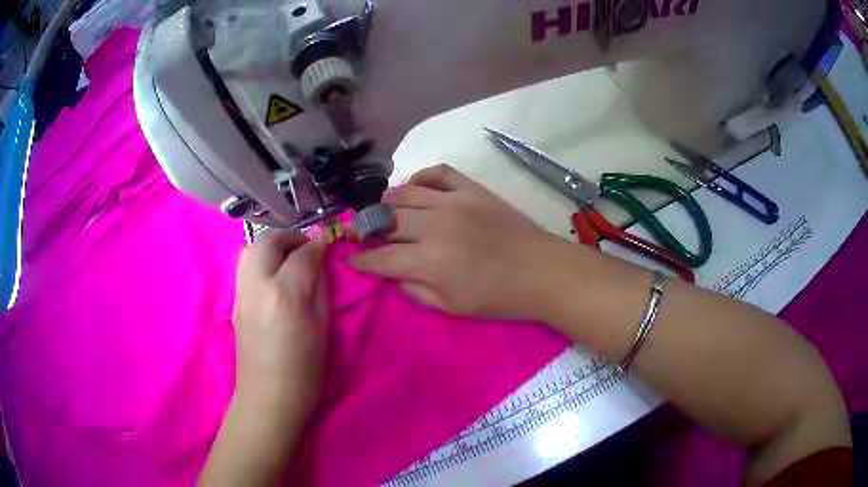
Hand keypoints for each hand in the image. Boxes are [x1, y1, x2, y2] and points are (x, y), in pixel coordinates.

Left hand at [233, 231, 328, 413]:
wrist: (268, 396)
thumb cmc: (304, 369)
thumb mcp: (322, 327)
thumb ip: (320, 288)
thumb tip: (320, 263)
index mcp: (284, 294)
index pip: (302, 254)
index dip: (317, 245)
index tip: (327, 242)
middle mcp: (257, 286)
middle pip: (268, 242)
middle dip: (289, 237)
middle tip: (306, 248)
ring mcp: (241, 293)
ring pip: (251, 250)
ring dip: (272, 246)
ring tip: (288, 259)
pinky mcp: (235, 302)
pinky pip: (245, 267)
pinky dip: (261, 260)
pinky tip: (274, 276)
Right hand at [350, 164, 574, 320]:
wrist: (541, 271)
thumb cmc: (498, 298)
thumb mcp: (452, 308)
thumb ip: (415, 291)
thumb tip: (393, 275)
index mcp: (428, 262)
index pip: (380, 258)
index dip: (361, 260)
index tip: (350, 259)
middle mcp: (434, 226)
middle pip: (387, 221)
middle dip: (365, 228)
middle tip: (358, 231)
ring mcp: (453, 202)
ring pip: (406, 193)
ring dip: (387, 201)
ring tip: (381, 208)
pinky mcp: (472, 189)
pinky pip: (439, 172)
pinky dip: (422, 176)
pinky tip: (415, 186)